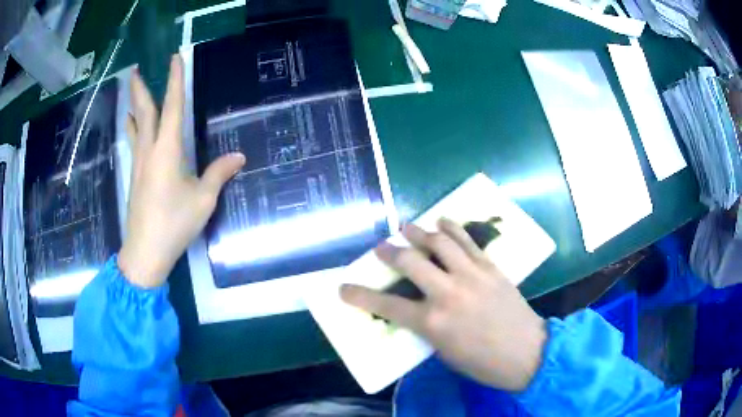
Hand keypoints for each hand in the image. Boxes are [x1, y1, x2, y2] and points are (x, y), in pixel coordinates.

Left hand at [118, 55, 244, 287]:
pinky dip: (133, 128)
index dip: (175, 80)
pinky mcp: (135, 178)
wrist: (144, 253)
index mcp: (167, 150)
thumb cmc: (174, 224)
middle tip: (134, 70)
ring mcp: (139, 165)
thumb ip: (219, 174)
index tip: (174, 58)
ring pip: (135, 127)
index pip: (172, 106)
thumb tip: (239, 156)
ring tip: (132, 94)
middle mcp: (149, 151)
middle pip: (144, 112)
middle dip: (140, 89)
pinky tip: (132, 128)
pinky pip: (134, 143)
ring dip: (134, 107)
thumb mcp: (203, 201)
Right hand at [340, 219, 546, 391]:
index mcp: (433, 322)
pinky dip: (452, 229)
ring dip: (418, 231)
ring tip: (405, 225)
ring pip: (439, 243)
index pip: (386, 305)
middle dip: (389, 252)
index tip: (344, 288)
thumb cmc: (482, 362)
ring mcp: (471, 275)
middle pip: (410, 262)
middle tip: (380, 247)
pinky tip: (442, 221)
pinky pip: (468, 242)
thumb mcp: (444, 352)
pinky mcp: (490, 267)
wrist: (526, 352)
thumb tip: (416, 309)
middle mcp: (448, 292)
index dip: (360, 296)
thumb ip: (426, 326)